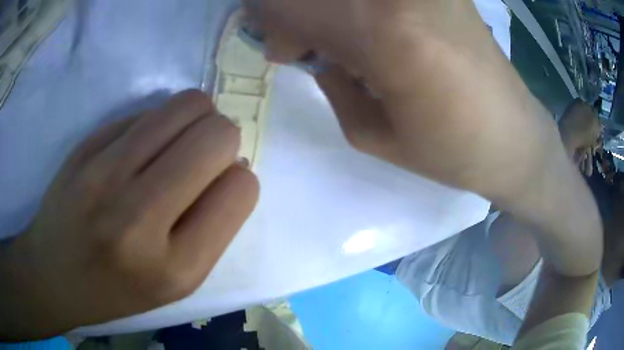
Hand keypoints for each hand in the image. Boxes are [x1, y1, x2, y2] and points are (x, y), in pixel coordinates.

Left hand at [0, 90, 258, 339]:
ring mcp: (104, 172)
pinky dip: (157, 123)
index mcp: (175, 267)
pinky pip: (147, 110)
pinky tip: (140, 148)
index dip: (239, 180)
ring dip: (198, 118)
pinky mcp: (86, 144)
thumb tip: (232, 166)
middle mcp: (138, 217)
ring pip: (187, 105)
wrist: (55, 275)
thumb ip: (211, 226)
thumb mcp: (176, 282)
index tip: (220, 186)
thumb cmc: (117, 289)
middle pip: (217, 135)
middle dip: (224, 139)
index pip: (241, 190)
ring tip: (178, 143)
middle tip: (203, 157)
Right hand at [248, 0, 601, 277]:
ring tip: (345, 41)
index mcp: (382, 32)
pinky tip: (376, 29)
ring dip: (331, 9)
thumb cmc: (451, 150)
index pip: (291, 4)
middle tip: (305, 42)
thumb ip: (330, 81)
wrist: (514, 137)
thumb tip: (307, 50)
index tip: (281, 47)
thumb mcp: (371, 133)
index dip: (270, 19)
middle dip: (295, 10)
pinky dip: (362, 8)